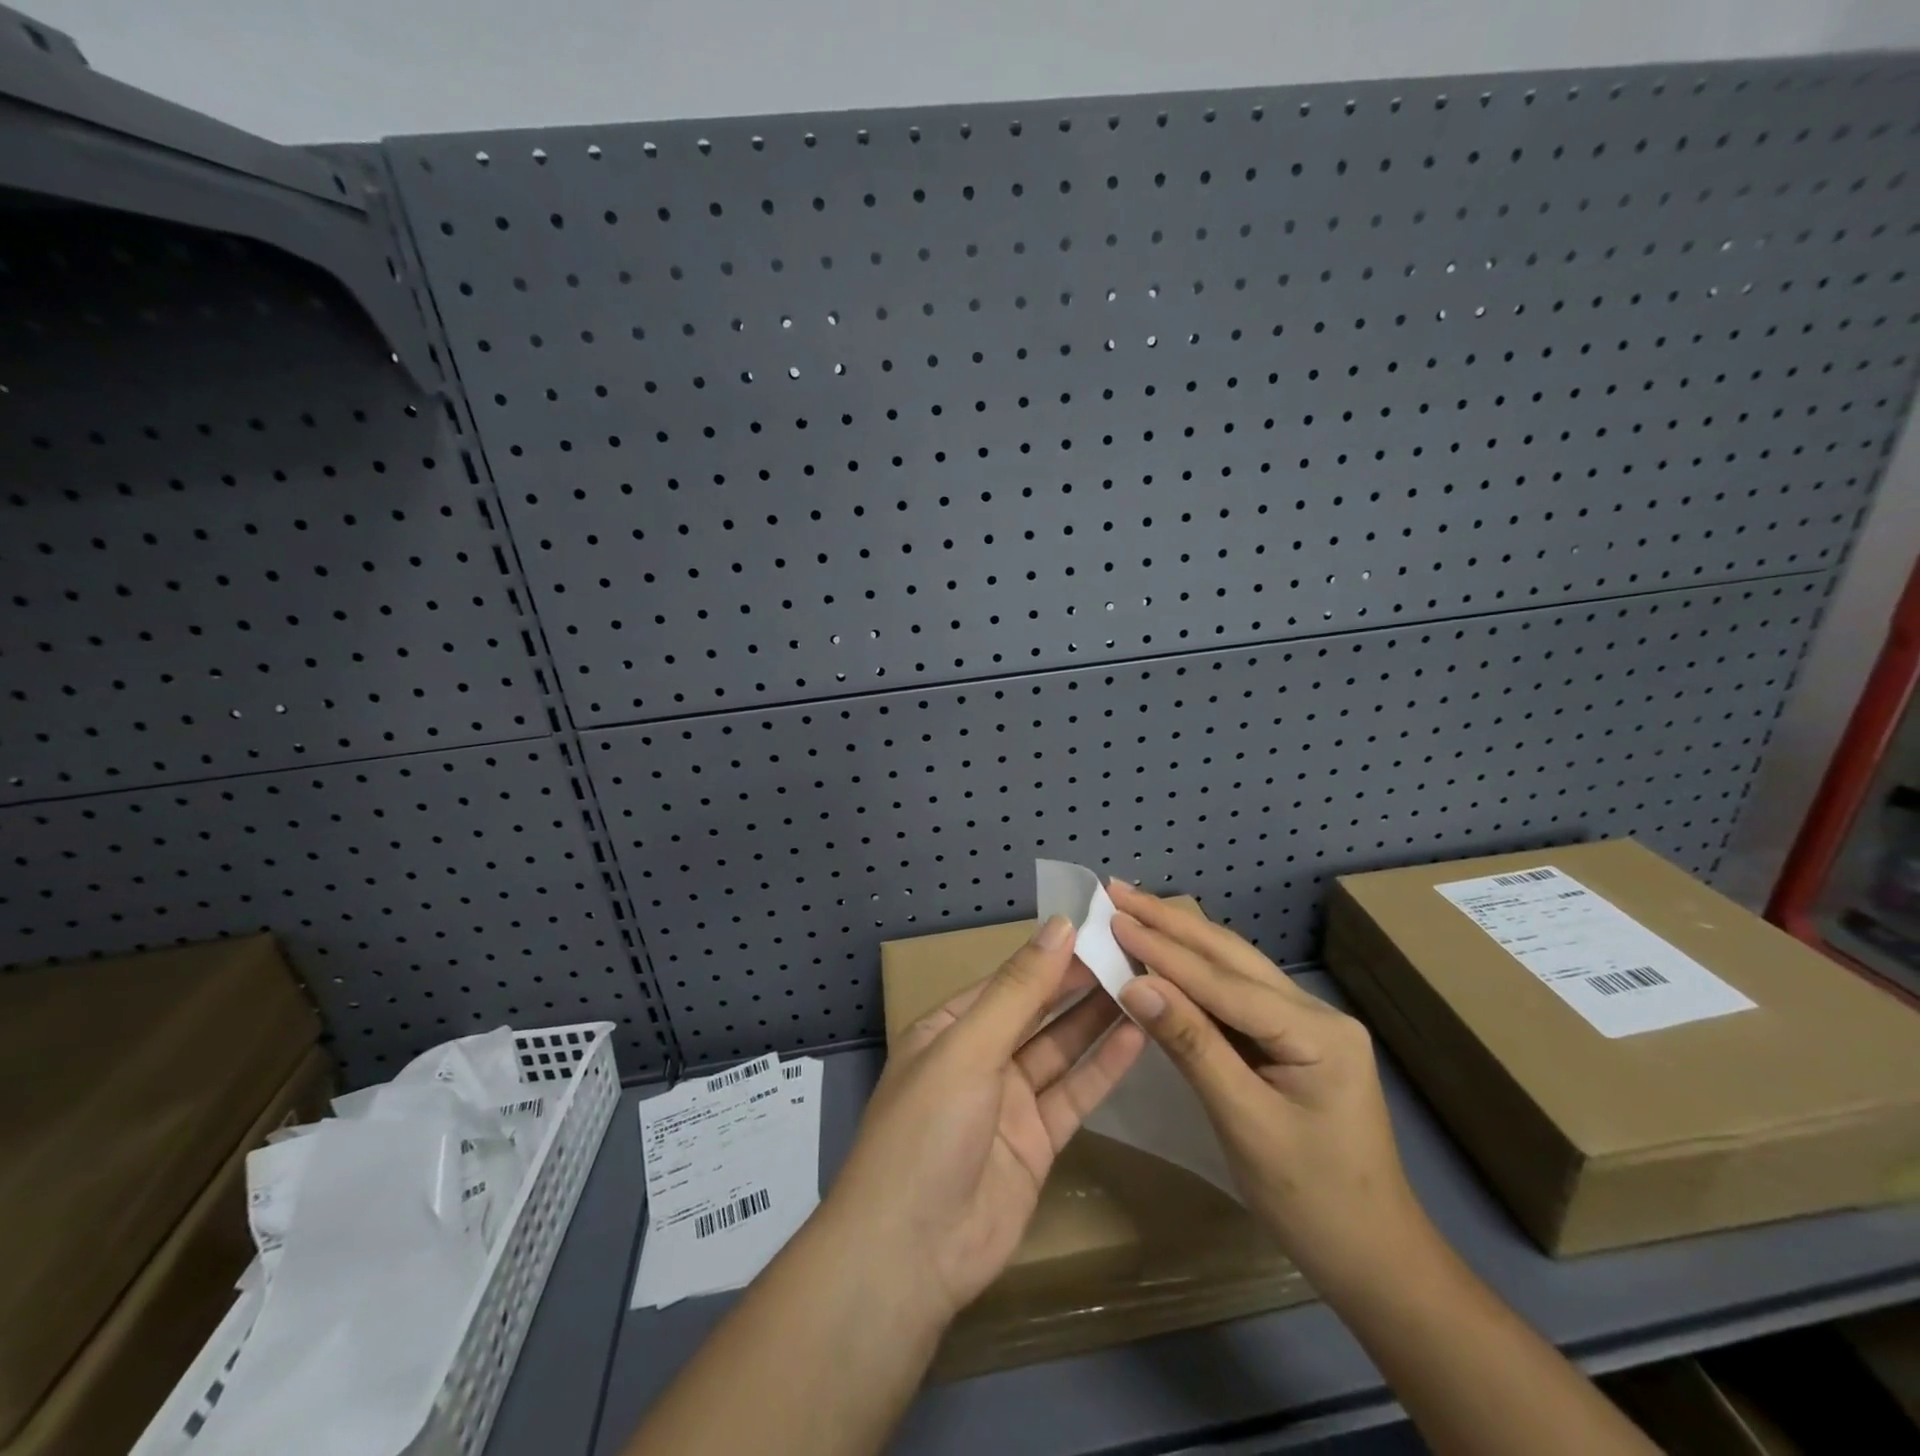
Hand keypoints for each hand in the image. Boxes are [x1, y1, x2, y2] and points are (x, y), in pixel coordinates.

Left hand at [822, 916, 1147, 1324]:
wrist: (911, 1254)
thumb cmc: (928, 1130)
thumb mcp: (969, 1048)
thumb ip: (1019, 990)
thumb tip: (1059, 925)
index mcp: (950, 1028)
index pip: (1008, 980)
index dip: (1051, 955)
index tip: (1099, 928)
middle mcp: (980, 1058)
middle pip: (1037, 1012)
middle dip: (1079, 984)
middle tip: (1132, 953)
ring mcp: (1009, 1103)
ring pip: (1060, 1050)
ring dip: (1097, 1020)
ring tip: (1144, 985)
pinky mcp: (1037, 1143)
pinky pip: (1074, 1095)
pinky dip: (1103, 1067)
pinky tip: (1136, 1036)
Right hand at [1108, 881, 1425, 1297]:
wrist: (1376, 1261)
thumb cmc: (1313, 1202)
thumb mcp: (1246, 1124)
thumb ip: (1192, 1046)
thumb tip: (1135, 983)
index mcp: (1317, 1032)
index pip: (1223, 981)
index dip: (1163, 949)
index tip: (1111, 918)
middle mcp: (1314, 1013)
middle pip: (1230, 957)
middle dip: (1169, 923)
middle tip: (1115, 891)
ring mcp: (1306, 1025)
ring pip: (1232, 968)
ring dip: (1179, 939)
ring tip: (1131, 909)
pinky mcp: (1291, 1041)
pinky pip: (1234, 996)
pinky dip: (1192, 973)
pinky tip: (1164, 956)